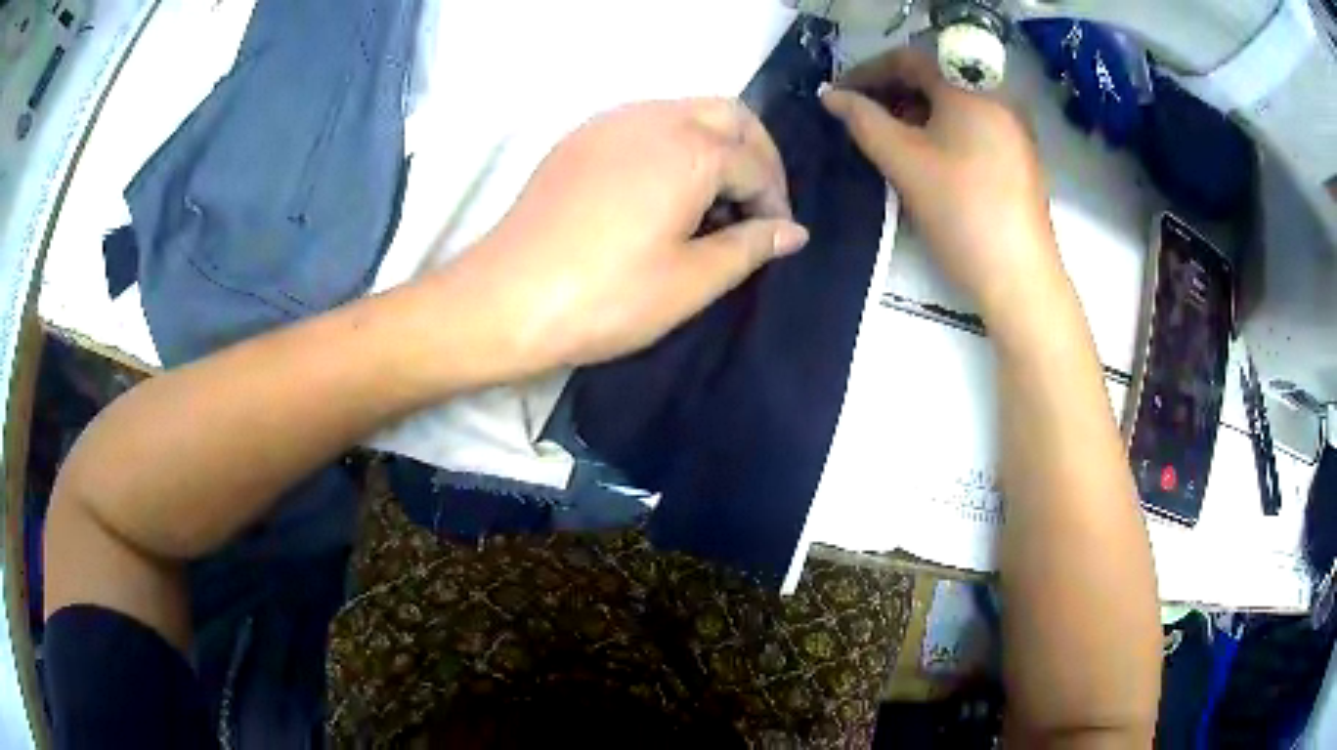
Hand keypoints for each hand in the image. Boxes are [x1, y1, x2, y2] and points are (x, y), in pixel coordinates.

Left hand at [437, 98, 808, 378]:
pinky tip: (664, 188)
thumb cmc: (605, 297)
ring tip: (713, 199)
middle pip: (729, 115)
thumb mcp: (690, 281)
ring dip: (715, 144)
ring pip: (686, 111)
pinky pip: (646, 122)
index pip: (755, 164)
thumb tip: (793, 232)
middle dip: (755, 154)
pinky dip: (674, 143)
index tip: (775, 237)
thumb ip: (749, 247)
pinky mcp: (580, 138)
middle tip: (755, 202)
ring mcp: (611, 123)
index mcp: (690, 151)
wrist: (505, 299)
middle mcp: (655, 119)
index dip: (775, 201)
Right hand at [820, 49, 1062, 320]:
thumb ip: (863, 121)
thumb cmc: (960, 211)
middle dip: (892, 92)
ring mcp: (1013, 129)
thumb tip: (831, 96)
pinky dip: (942, 131)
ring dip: (915, 113)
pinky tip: (925, 157)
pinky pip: (972, 127)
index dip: (868, 71)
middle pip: (935, 79)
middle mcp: (998, 99)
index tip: (840, 94)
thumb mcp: (904, 162)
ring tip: (886, 139)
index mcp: (971, 89)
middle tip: (860, 118)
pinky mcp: (1019, 157)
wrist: (1018, 279)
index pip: (910, 59)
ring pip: (954, 105)